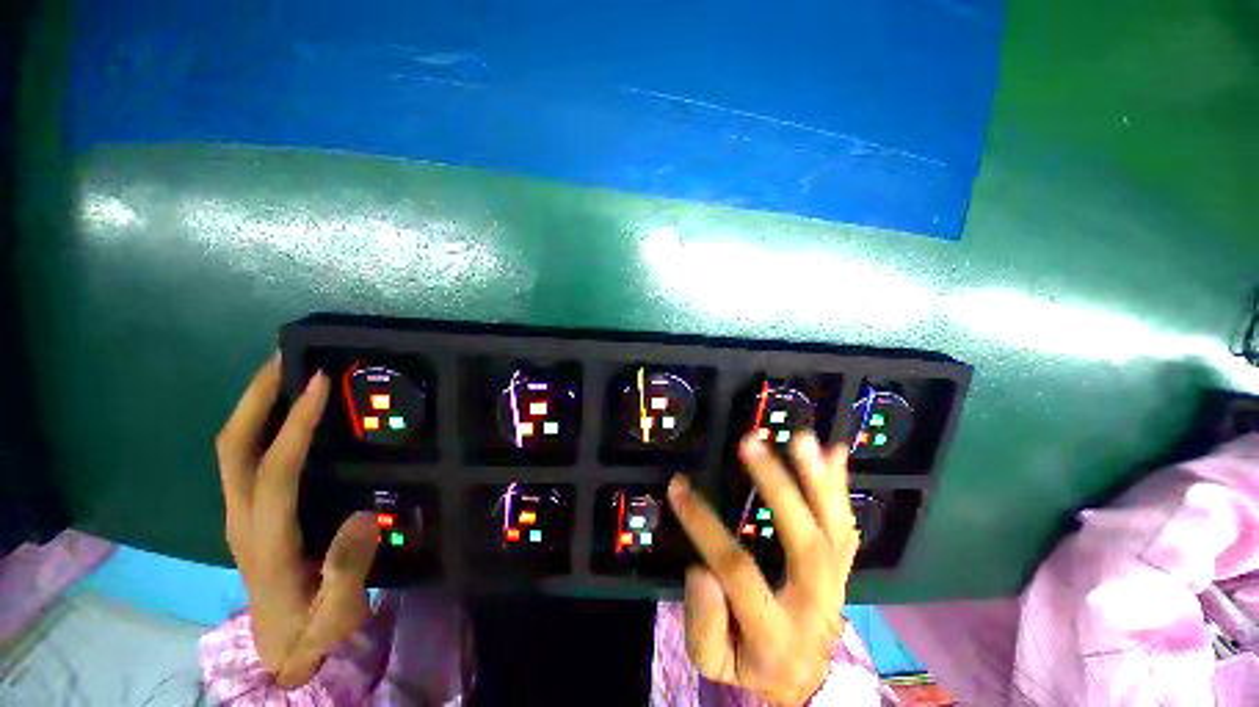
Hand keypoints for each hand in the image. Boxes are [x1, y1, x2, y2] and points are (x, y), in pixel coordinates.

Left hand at [215, 354, 379, 687]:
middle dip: (255, 398)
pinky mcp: (248, 513)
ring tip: (285, 373)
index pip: (273, 470)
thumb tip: (363, 516)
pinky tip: (285, 414)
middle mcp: (241, 519)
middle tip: (285, 359)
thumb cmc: (314, 628)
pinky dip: (260, 426)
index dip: (296, 425)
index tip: (320, 384)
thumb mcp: (339, 611)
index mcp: (265, 540)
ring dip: (254, 406)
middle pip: (233, 447)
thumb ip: (348, 569)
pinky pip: (245, 458)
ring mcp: (239, 514)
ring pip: (233, 449)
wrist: (284, 649)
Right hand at [668, 431, 858, 706]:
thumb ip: (703, 624)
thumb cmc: (750, 665)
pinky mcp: (842, 568)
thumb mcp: (714, 662)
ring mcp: (836, 584)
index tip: (677, 486)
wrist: (802, 682)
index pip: (737, 570)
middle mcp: (815, 605)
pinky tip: (835, 452)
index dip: (704, 526)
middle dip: (776, 487)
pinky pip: (845, 525)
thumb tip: (702, 570)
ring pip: (834, 530)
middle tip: (750, 442)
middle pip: (803, 543)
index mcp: (776, 633)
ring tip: (802, 439)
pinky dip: (840, 487)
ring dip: (818, 480)